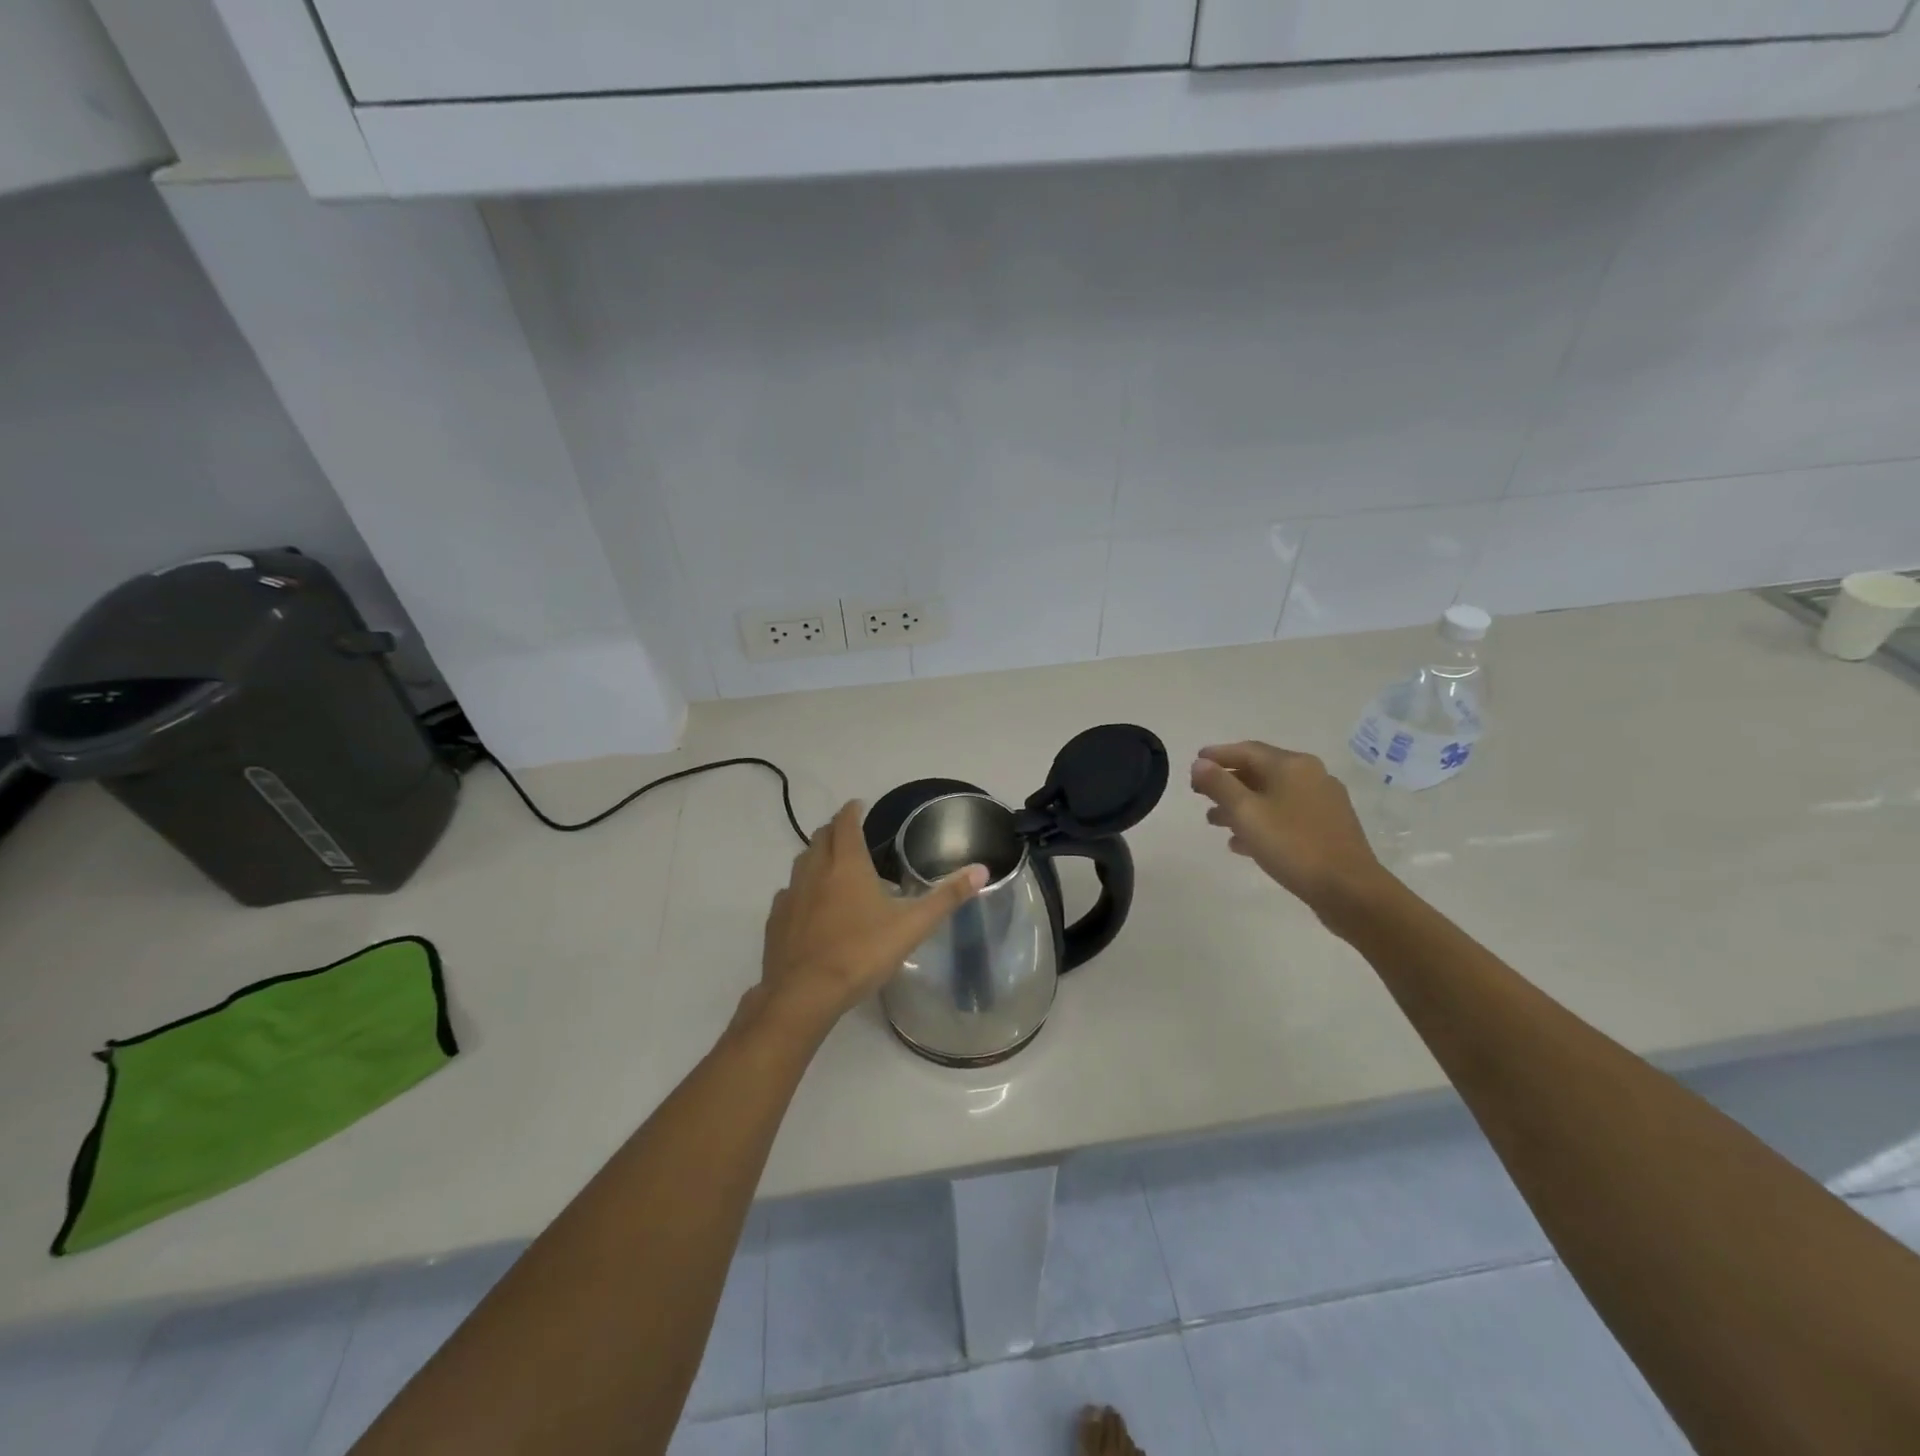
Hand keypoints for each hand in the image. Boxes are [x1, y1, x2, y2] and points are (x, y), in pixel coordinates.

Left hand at [748, 802, 986, 1037]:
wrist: (804, 994)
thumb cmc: (861, 953)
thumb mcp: (912, 925)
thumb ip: (946, 897)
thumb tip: (981, 870)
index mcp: (847, 865)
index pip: (846, 824)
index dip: (852, 811)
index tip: (859, 805)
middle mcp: (814, 871)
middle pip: (820, 838)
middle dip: (834, 829)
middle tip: (848, 832)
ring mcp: (791, 895)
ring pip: (801, 863)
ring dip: (816, 855)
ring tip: (830, 863)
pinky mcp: (776, 920)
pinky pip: (788, 893)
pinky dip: (800, 889)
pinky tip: (808, 905)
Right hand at [1190, 742, 1386, 922]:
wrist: (1350, 890)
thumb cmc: (1293, 846)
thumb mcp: (1246, 814)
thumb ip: (1219, 785)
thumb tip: (1199, 763)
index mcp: (1292, 765)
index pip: (1247, 750)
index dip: (1217, 755)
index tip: (1194, 763)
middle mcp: (1311, 776)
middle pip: (1260, 771)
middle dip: (1227, 782)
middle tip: (1200, 794)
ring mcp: (1323, 802)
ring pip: (1273, 796)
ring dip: (1241, 805)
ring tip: (1214, 821)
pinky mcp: (1329, 827)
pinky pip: (1287, 815)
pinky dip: (1262, 821)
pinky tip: (1242, 842)